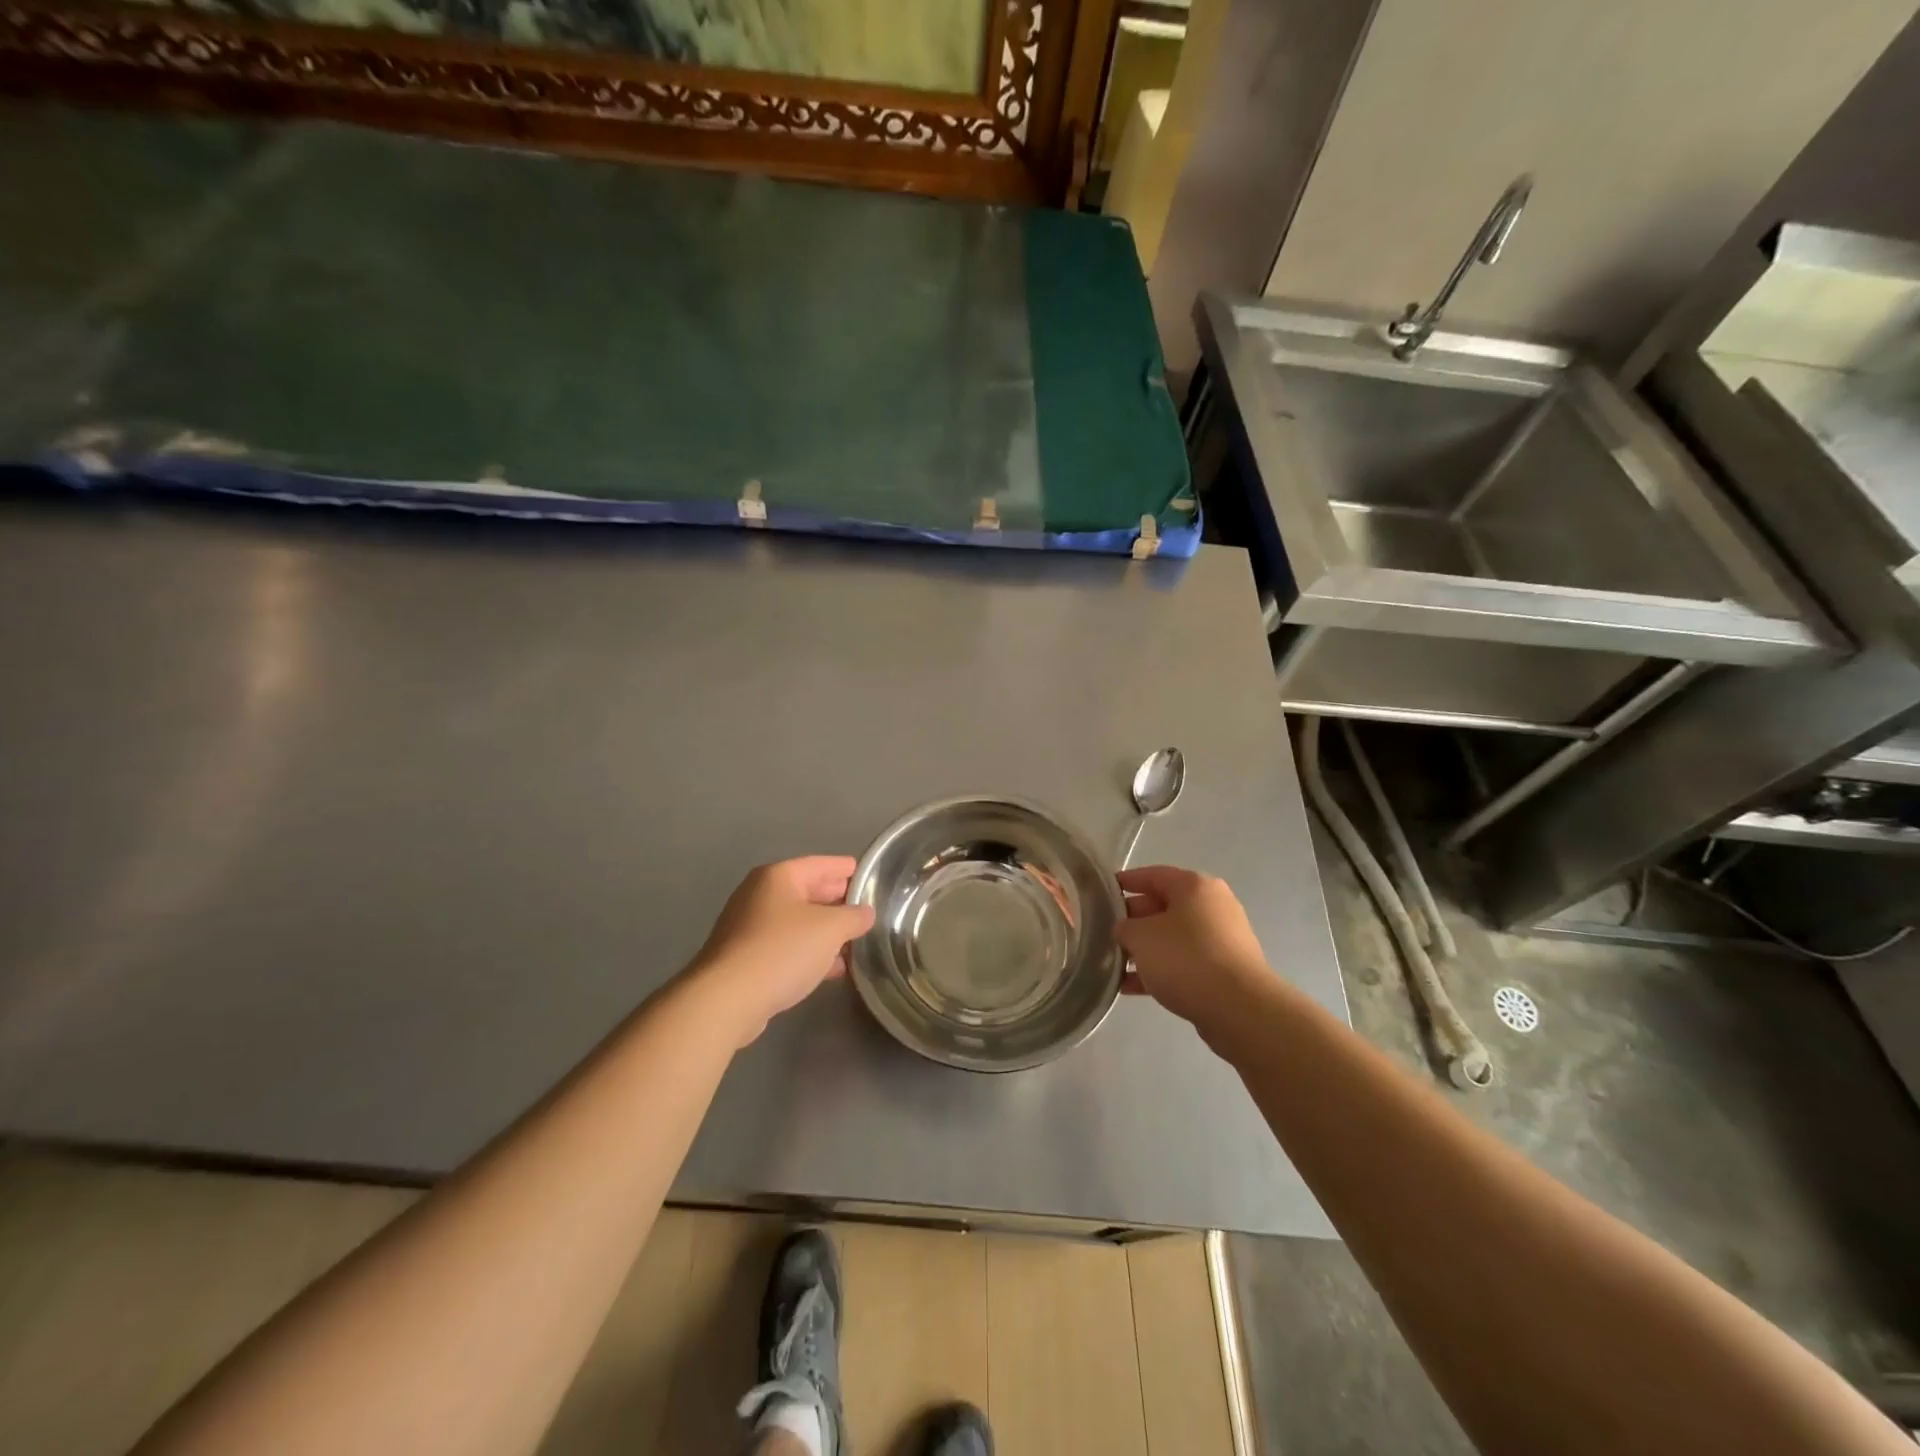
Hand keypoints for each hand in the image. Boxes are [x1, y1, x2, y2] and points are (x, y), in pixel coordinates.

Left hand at [689, 856, 875, 1046]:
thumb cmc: (782, 950)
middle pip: (807, 891)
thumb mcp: (830, 929)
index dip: (845, 868)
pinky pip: (786, 947)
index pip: (819, 864)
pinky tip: (832, 967)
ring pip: (797, 922)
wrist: (727, 999)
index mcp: (778, 877)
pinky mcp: (746, 959)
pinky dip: (809, 952)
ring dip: (825, 930)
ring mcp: (749, 928)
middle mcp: (760, 896)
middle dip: (836, 900)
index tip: (866, 873)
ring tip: (855, 939)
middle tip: (865, 907)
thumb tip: (865, 913)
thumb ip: (854, 917)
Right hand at [1117, 865, 1267, 1036]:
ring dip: (1144, 950)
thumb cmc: (1186, 958)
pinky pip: (1184, 962)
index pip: (1152, 875)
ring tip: (1114, 964)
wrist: (1240, 1009)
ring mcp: (1222, 939)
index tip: (1102, 891)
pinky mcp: (1225, 970)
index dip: (1125, 882)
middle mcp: (1212, 906)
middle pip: (1163, 906)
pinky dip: (1160, 970)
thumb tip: (1125, 931)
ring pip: (1173, 937)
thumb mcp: (1141, 937)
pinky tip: (1131, 987)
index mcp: (1194, 886)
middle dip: (1133, 921)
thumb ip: (1125, 928)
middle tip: (1106, 933)